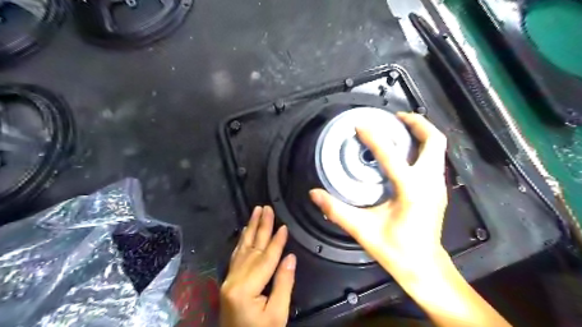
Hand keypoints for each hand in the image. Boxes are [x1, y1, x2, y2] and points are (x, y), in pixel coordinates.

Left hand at [221, 208, 297, 326]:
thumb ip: (283, 283)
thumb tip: (290, 256)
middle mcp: (234, 279)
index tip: (284, 225)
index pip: (265, 259)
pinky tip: (245, 230)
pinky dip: (242, 241)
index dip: (277, 242)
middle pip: (252, 248)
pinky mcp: (229, 280)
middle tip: (266, 208)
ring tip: (256, 211)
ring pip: (242, 248)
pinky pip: (236, 255)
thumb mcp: (277, 314)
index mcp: (246, 289)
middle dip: (261, 226)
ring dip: (251, 228)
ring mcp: (229, 279)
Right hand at [309, 112, 448, 272]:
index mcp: (412, 190)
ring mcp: (438, 187)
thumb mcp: (363, 230)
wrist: (424, 268)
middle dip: (416, 123)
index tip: (360, 125)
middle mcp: (430, 183)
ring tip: (399, 128)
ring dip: (421, 134)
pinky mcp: (437, 191)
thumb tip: (314, 194)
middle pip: (433, 141)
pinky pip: (434, 159)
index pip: (391, 155)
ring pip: (437, 149)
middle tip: (394, 117)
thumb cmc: (396, 251)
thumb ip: (336, 210)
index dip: (374, 137)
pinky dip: (422, 148)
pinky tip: (404, 153)